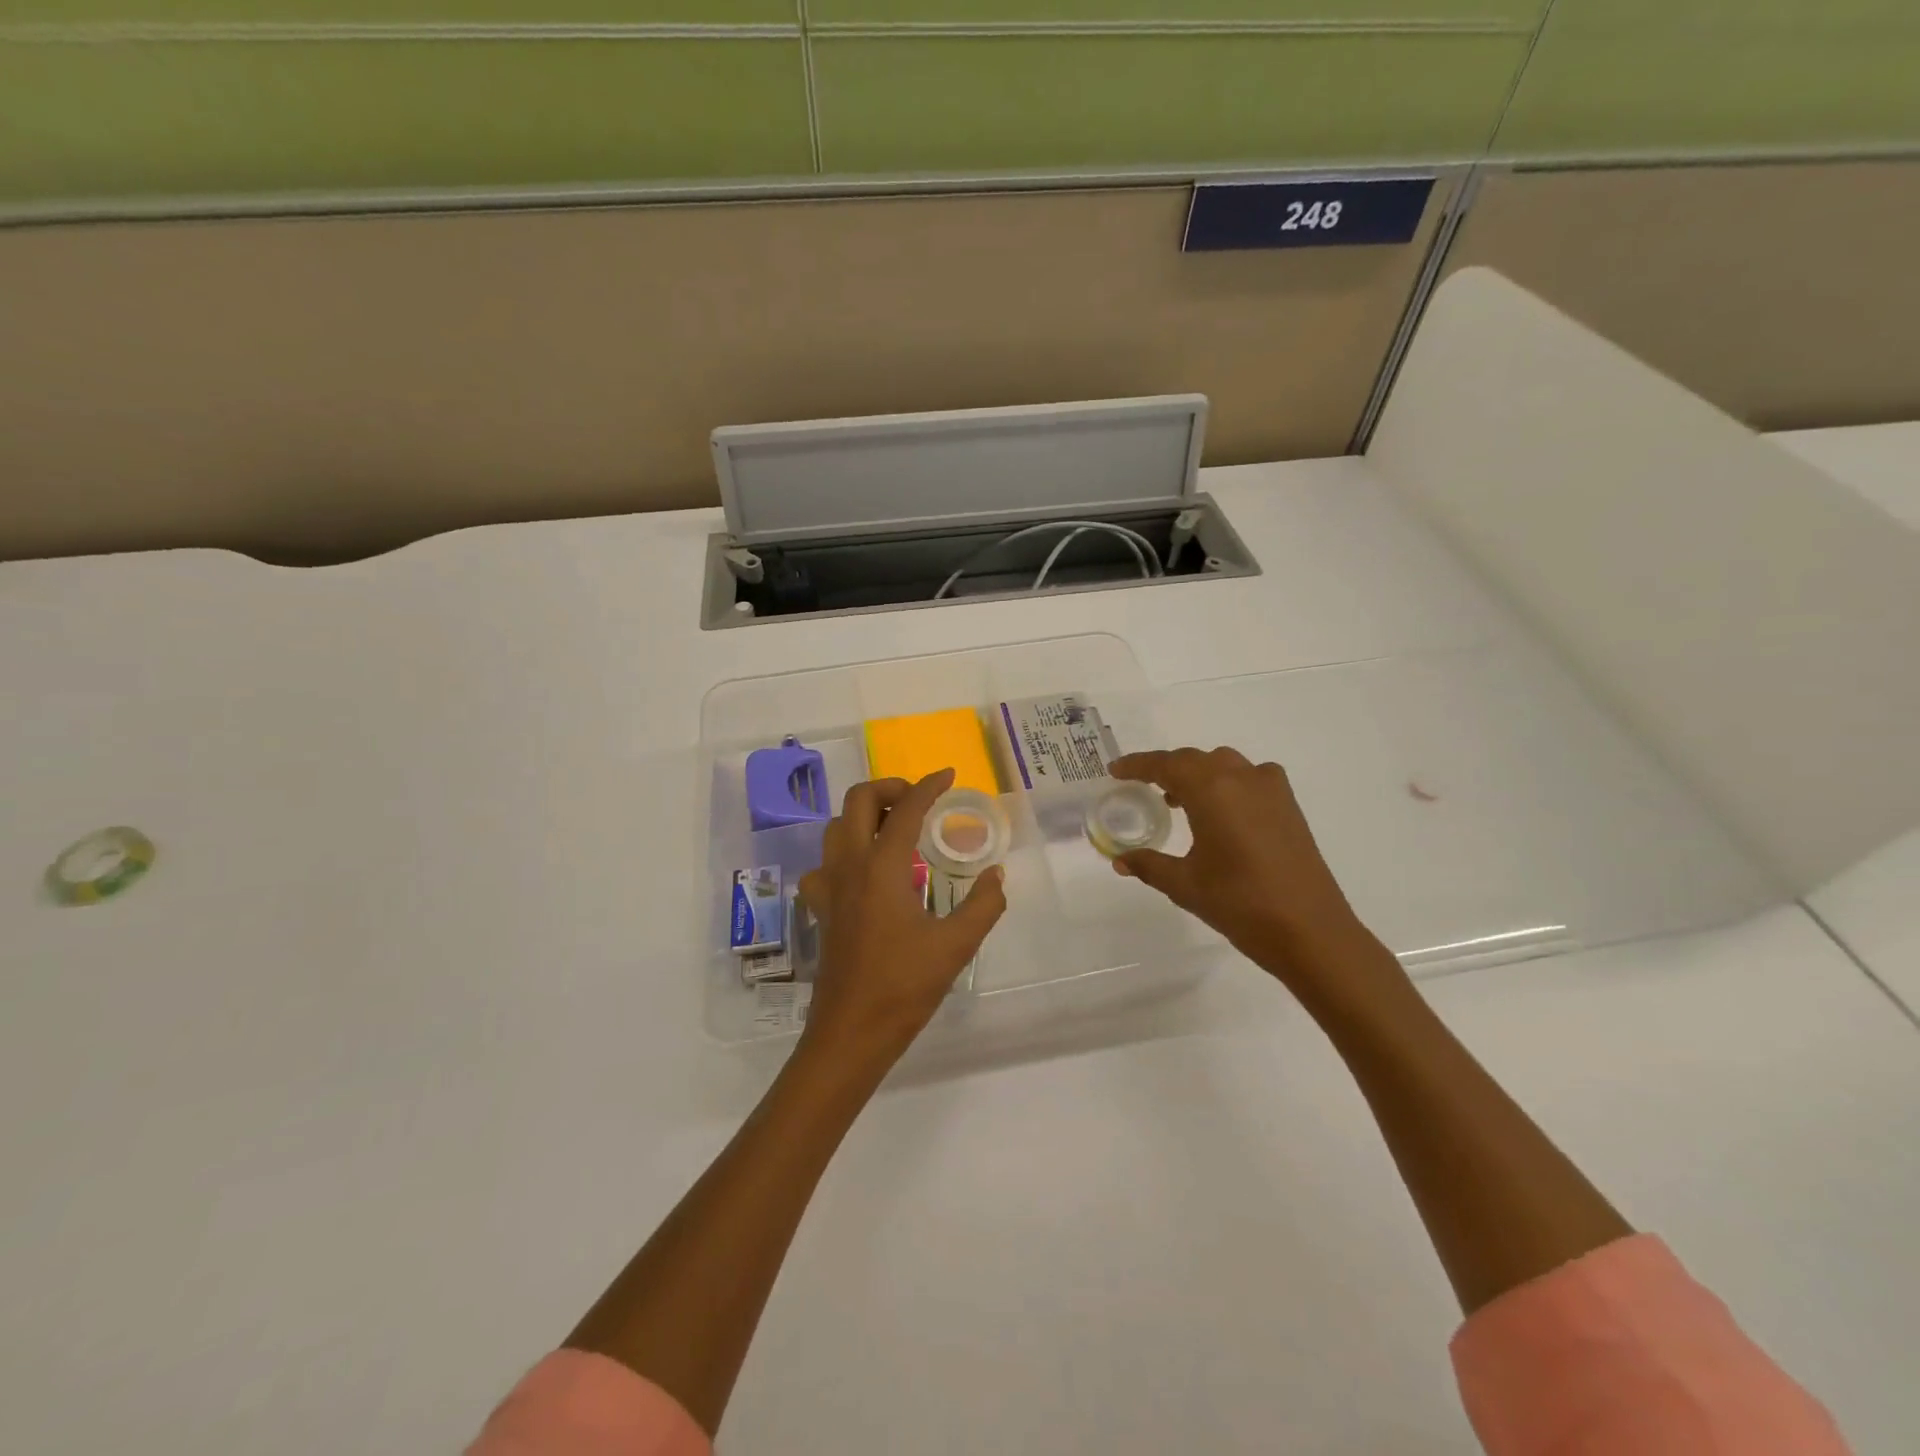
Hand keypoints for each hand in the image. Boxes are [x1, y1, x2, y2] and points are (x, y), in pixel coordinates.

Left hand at [797, 769, 1006, 1071]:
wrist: (851, 1033)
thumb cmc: (904, 987)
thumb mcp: (956, 945)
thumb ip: (983, 904)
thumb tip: (996, 874)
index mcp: (882, 867)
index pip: (905, 809)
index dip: (928, 786)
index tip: (949, 775)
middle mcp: (849, 866)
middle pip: (857, 801)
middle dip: (889, 787)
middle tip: (919, 799)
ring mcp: (829, 886)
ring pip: (835, 826)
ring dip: (864, 814)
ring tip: (894, 826)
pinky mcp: (821, 908)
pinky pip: (825, 862)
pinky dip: (845, 850)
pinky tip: (864, 871)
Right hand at [1110, 748, 1397, 1003]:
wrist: (1311, 931)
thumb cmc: (1240, 903)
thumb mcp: (1184, 884)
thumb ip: (1149, 865)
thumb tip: (1120, 860)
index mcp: (1212, 790)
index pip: (1166, 764)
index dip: (1137, 765)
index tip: (1115, 770)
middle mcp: (1241, 778)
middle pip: (1194, 760)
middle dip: (1166, 769)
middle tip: (1141, 785)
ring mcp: (1270, 789)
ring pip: (1224, 765)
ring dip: (1197, 774)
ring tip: (1177, 800)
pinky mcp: (1289, 806)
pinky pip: (1250, 778)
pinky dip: (1227, 783)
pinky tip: (1221, 811)